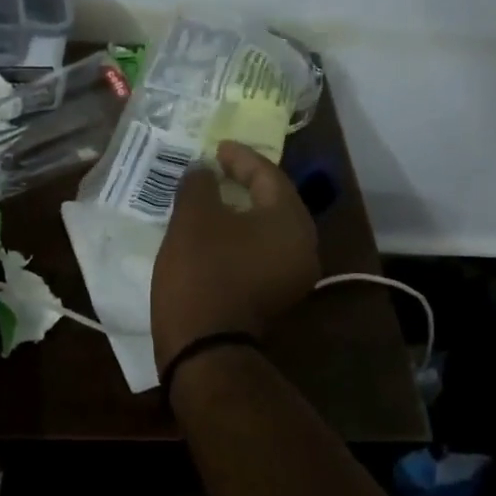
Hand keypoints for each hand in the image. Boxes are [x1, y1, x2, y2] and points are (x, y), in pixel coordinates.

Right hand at [151, 140, 317, 369]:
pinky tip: (216, 232)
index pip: (269, 176)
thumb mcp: (193, 218)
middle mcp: (303, 247)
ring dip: (242, 210)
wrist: (204, 347)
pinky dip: (242, 236)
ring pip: (269, 230)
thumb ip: (200, 184)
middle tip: (218, 169)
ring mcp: (292, 276)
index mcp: (290, 222)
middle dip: (246, 182)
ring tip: (213, 198)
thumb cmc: (201, 272)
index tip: (216, 148)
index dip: (241, 157)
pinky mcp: (275, 297)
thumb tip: (203, 172)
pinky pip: (262, 252)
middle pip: (276, 202)